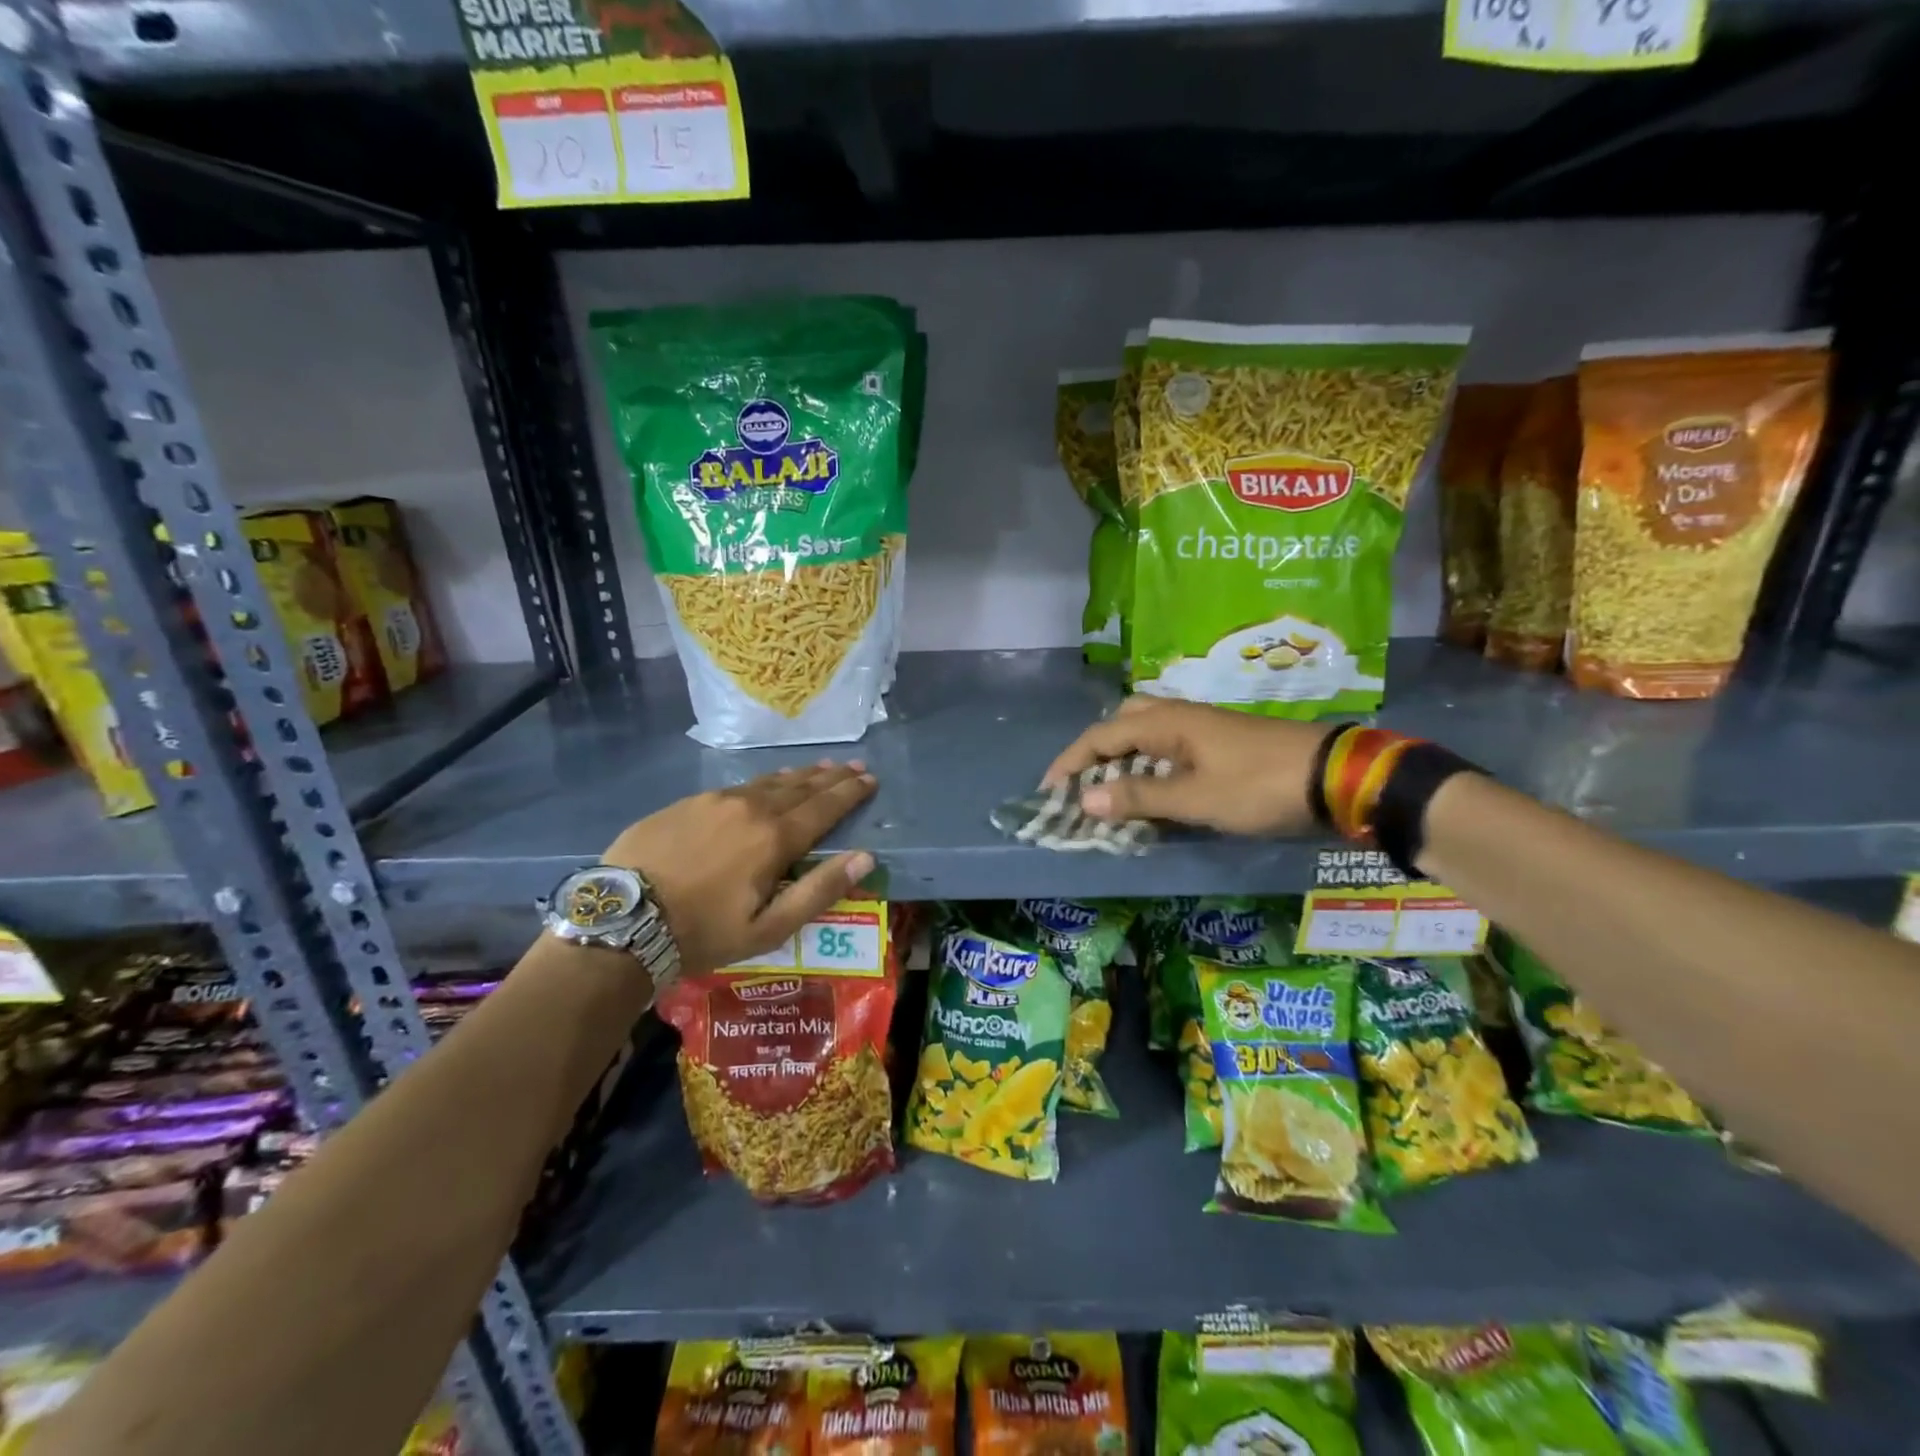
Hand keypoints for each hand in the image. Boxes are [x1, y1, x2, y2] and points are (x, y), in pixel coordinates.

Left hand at [602, 762, 876, 972]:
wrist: (622, 920)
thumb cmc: (702, 933)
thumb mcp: (768, 928)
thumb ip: (818, 890)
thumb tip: (864, 857)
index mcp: (774, 838)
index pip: (824, 807)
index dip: (850, 793)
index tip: (870, 779)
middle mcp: (750, 808)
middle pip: (800, 787)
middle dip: (830, 777)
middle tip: (852, 766)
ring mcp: (714, 800)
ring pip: (768, 782)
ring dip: (798, 775)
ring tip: (818, 768)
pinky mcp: (686, 802)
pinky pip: (737, 786)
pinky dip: (762, 782)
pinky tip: (765, 783)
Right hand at [1043, 697, 1331, 835]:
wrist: (1333, 776)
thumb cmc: (1258, 786)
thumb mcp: (1195, 798)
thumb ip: (1139, 797)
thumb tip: (1085, 799)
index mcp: (1165, 722)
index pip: (1101, 736)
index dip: (1071, 761)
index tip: (1050, 790)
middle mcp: (1178, 715)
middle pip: (1122, 720)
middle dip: (1096, 748)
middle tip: (1085, 781)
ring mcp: (1201, 726)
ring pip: (1146, 730)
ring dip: (1123, 755)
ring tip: (1113, 787)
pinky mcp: (1219, 741)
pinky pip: (1168, 744)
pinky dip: (1149, 762)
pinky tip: (1155, 788)